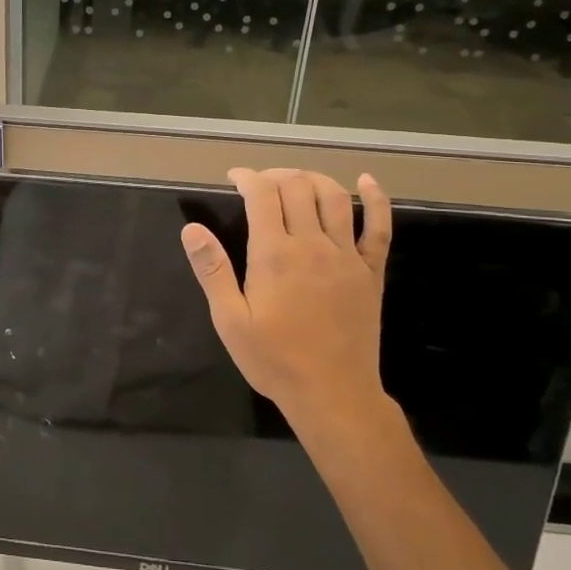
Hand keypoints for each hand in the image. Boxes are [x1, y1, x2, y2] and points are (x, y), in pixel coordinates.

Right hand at [181, 168, 398, 445]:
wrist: (333, 394)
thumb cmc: (274, 360)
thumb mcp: (230, 320)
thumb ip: (212, 270)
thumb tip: (192, 228)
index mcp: (275, 254)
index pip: (262, 194)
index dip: (247, 177)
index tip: (234, 178)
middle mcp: (312, 244)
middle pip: (298, 187)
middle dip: (275, 175)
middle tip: (260, 184)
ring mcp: (346, 256)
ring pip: (335, 197)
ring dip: (314, 178)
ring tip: (296, 181)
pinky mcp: (371, 271)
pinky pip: (379, 227)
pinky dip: (376, 199)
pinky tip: (366, 182)